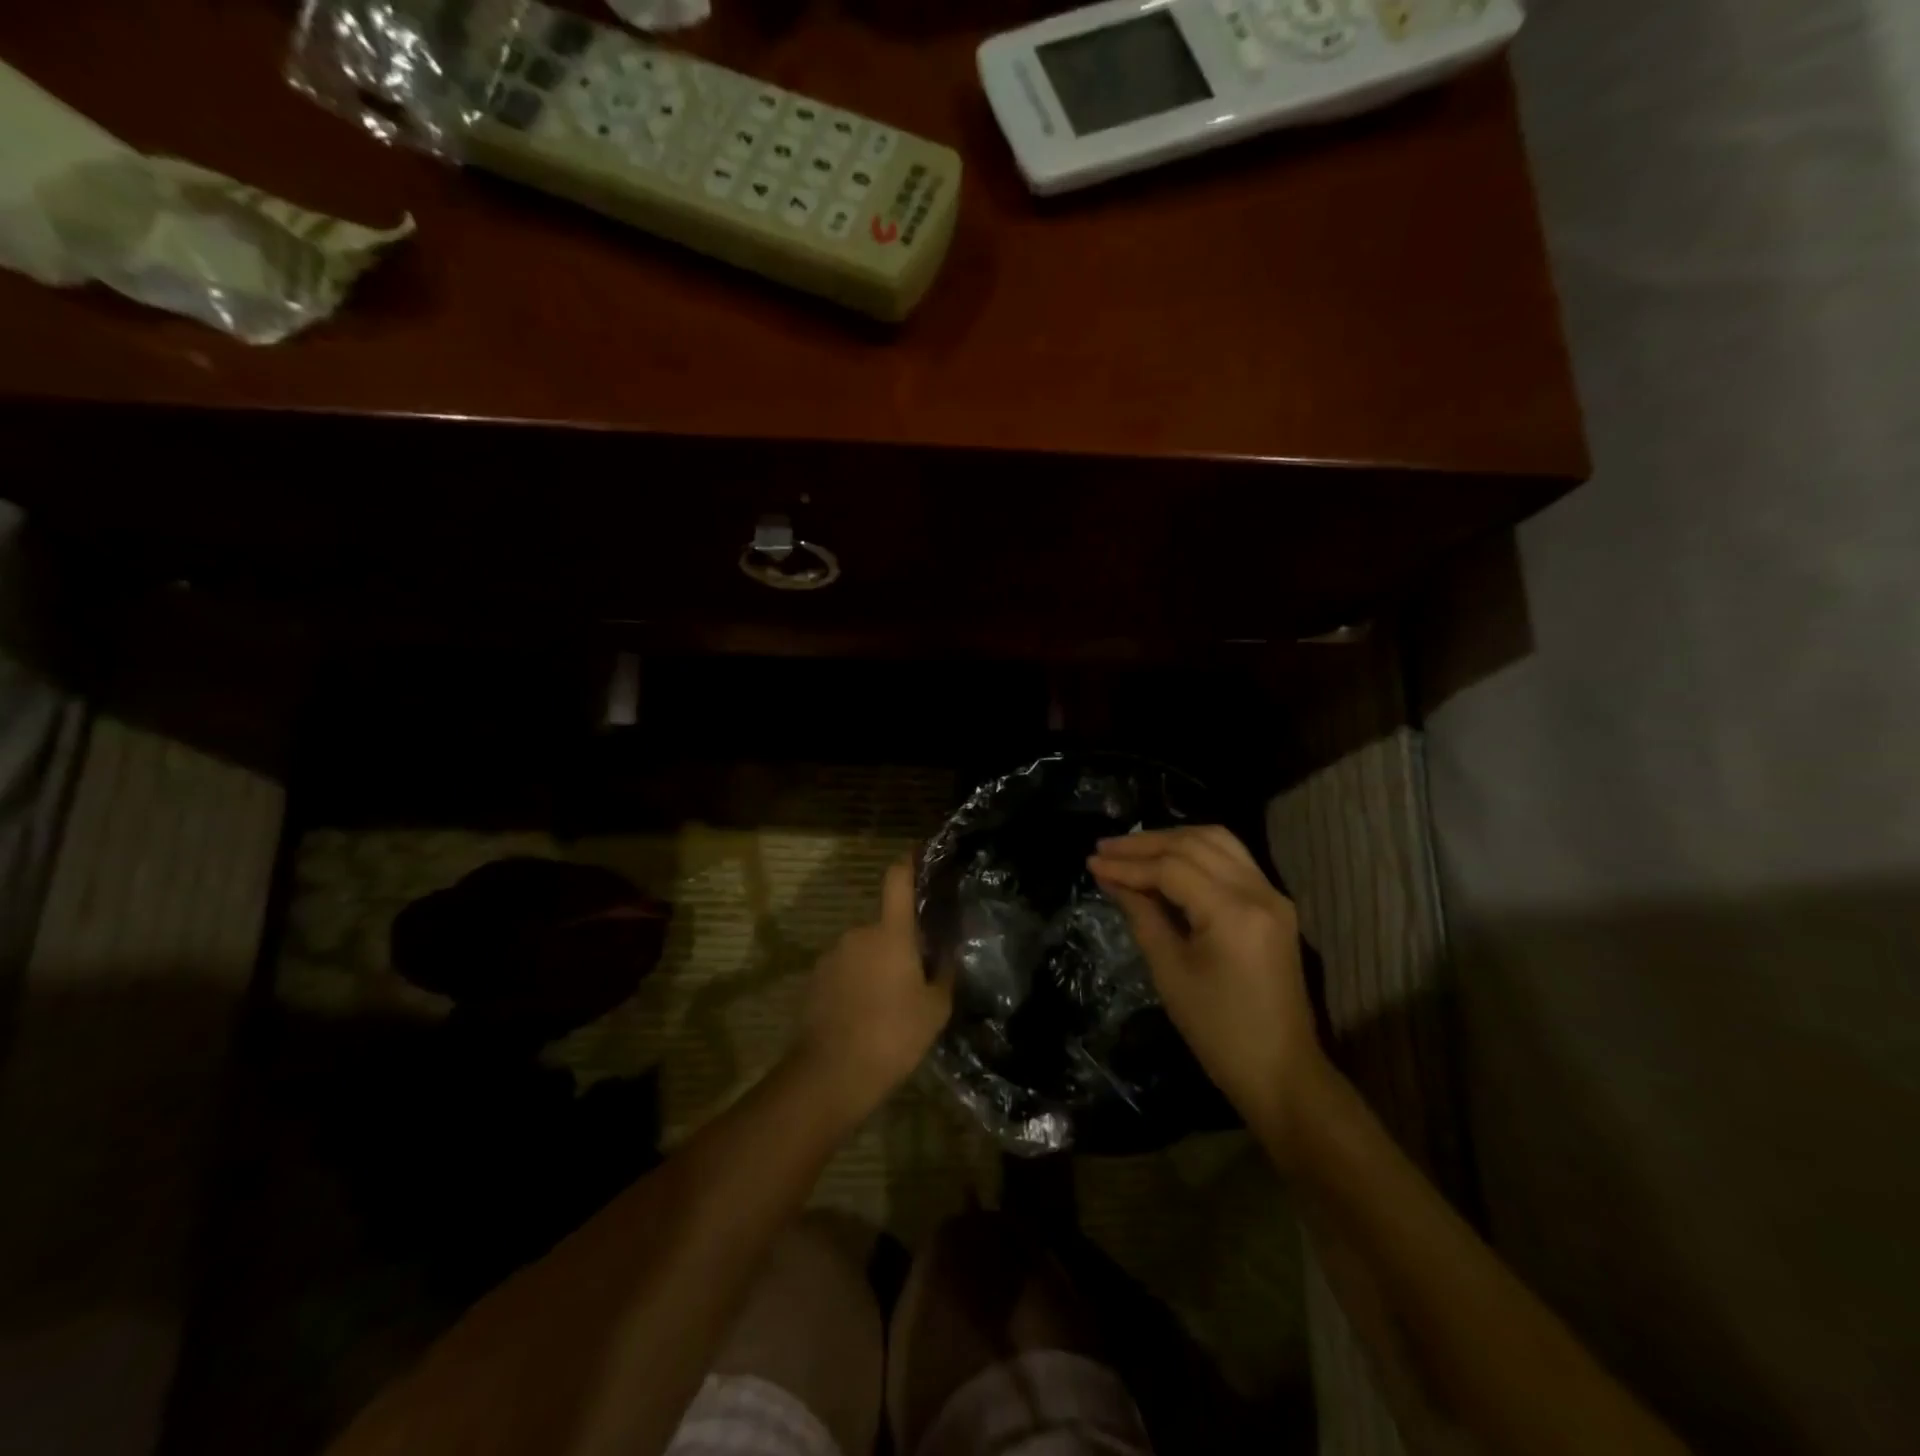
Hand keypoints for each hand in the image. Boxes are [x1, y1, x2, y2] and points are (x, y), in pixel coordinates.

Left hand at [791, 859, 952, 1122]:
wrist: (830, 1075)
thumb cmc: (892, 1037)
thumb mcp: (935, 1009)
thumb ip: (945, 973)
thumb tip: (949, 951)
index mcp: (891, 933)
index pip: (898, 880)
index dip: (908, 861)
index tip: (918, 851)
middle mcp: (858, 934)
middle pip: (885, 926)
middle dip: (900, 944)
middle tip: (917, 977)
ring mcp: (831, 956)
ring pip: (864, 951)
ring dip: (877, 966)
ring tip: (890, 1005)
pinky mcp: (814, 980)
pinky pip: (844, 971)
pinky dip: (856, 983)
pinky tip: (865, 1016)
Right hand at [1088, 826, 1328, 1154]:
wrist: (1281, 1072)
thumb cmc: (1218, 1031)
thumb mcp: (1170, 972)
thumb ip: (1141, 915)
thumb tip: (1111, 878)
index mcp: (1233, 913)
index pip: (1172, 868)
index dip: (1128, 863)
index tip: (1091, 862)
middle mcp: (1259, 892)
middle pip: (1196, 844)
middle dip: (1146, 843)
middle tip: (1105, 847)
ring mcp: (1272, 896)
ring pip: (1218, 841)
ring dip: (1173, 839)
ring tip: (1132, 849)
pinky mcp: (1274, 905)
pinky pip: (1232, 859)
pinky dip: (1196, 852)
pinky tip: (1166, 861)